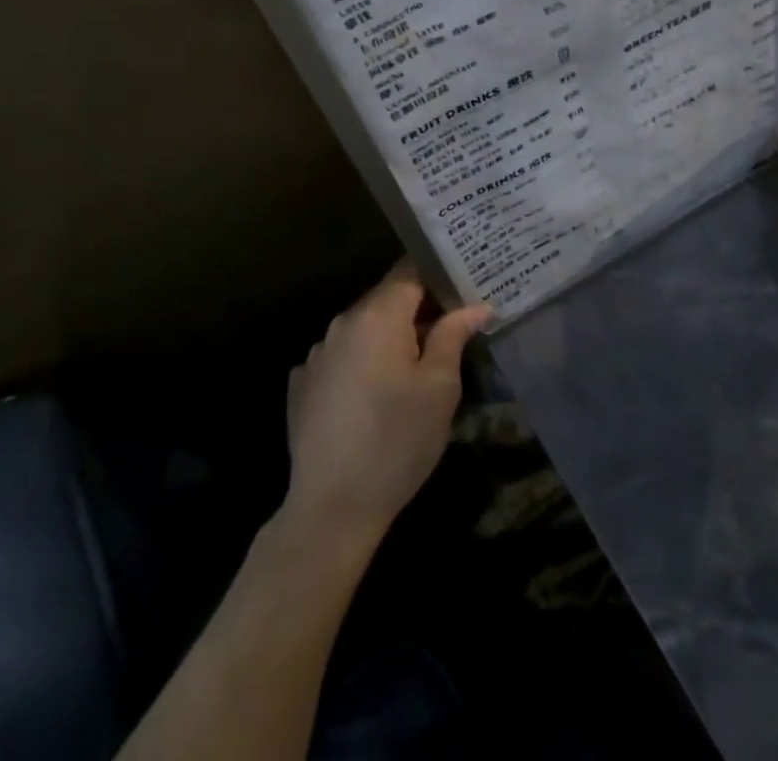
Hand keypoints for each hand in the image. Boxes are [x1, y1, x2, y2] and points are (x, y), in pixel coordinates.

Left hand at [283, 261, 489, 547]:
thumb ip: (454, 335)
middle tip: (451, 325)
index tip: (463, 282)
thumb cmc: (397, 440)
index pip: (410, 269)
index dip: (438, 272)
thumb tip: (475, 306)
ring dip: (390, 336)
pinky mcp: (303, 384)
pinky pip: (342, 356)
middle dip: (418, 307)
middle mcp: (343, 323)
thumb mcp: (440, 387)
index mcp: (378, 315)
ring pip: (364, 328)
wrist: (331, 509)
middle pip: (387, 298)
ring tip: (416, 362)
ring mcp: (317, 354)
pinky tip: (376, 392)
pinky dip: (362, 361)